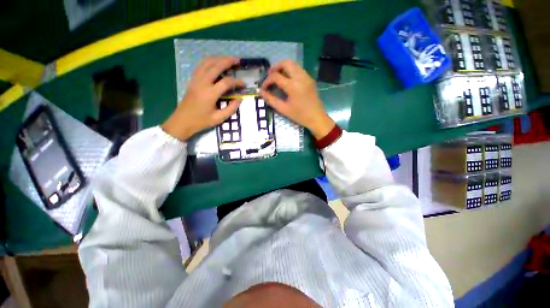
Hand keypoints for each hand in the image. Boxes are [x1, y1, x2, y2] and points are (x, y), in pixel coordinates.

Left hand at [162, 56, 243, 140]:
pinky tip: (214, 62)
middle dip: (228, 61)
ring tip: (227, 59)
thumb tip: (239, 99)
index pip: (226, 82)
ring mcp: (195, 80)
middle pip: (216, 66)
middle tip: (238, 60)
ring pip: (206, 63)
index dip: (237, 82)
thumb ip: (231, 108)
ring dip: (218, 58)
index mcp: (210, 94)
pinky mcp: (192, 80)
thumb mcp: (219, 118)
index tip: (244, 84)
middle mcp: (202, 83)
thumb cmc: (201, 121)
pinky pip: (200, 66)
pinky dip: (209, 61)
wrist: (182, 121)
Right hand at [259, 60, 334, 139]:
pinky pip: (299, 69)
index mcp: (292, 86)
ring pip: (293, 64)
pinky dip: (290, 70)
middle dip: (275, 67)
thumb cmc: (299, 115)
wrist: (316, 118)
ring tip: (277, 77)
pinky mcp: (310, 79)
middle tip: (269, 76)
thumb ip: (271, 100)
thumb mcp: (283, 109)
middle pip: (285, 63)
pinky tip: (287, 80)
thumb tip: (261, 92)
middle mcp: (300, 77)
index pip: (275, 76)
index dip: (267, 81)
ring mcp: (306, 77)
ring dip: (283, 67)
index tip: (263, 88)